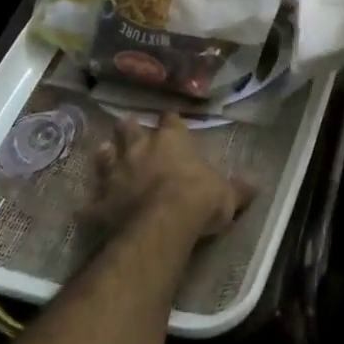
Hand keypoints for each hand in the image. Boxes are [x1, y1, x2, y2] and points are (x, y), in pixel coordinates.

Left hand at [92, 113, 251, 242]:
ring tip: (105, 152)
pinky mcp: (100, 203)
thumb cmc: (199, 200)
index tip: (170, 119)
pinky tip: (87, 211)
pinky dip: (91, 206)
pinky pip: (91, 204)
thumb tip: (255, 185)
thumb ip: (237, 189)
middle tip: (127, 125)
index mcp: (171, 141)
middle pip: (129, 129)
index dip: (170, 120)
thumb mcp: (227, 195)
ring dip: (106, 156)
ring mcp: (115, 175)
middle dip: (128, 128)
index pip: (170, 121)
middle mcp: (139, 150)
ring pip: (105, 157)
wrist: (162, 224)